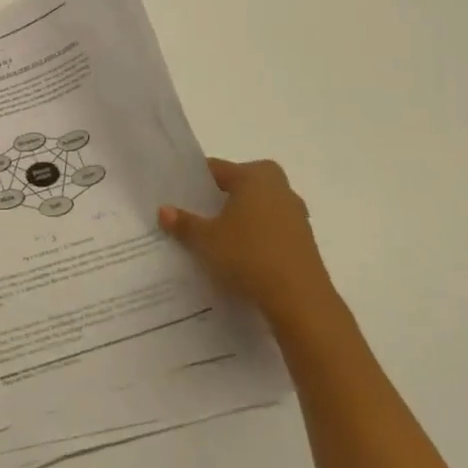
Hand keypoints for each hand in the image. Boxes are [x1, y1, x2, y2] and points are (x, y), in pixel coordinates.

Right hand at [159, 158, 337, 328]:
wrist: (300, 299)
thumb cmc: (248, 255)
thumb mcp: (206, 239)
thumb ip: (184, 222)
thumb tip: (163, 210)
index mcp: (254, 177)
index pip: (219, 168)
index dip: (197, 180)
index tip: (180, 193)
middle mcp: (279, 189)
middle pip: (245, 183)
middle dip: (225, 194)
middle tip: (202, 210)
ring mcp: (296, 215)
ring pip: (261, 206)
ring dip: (244, 216)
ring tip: (219, 235)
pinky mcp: (304, 241)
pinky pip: (273, 229)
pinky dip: (258, 236)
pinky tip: (242, 255)